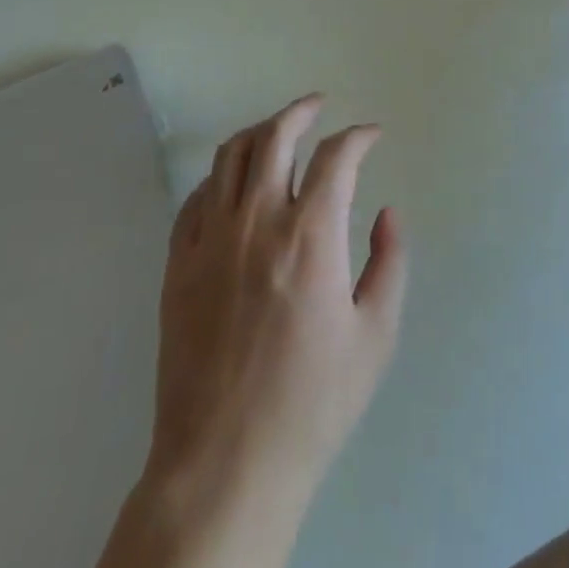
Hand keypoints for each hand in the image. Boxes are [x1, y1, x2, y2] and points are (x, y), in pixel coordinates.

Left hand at [147, 94, 407, 512]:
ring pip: (231, 155)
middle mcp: (257, 220)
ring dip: (260, 131)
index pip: (336, 156)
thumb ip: (389, 263)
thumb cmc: (311, 402)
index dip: (358, 136)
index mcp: (310, 234)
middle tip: (318, 105)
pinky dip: (221, 176)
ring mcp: (211, 238)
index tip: (372, 135)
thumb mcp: (375, 337)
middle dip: (301, 111)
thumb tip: (389, 212)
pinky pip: (197, 196)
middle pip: (275, 135)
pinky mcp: (178, 262)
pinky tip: (234, 184)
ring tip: (278, 130)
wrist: (224, 461)